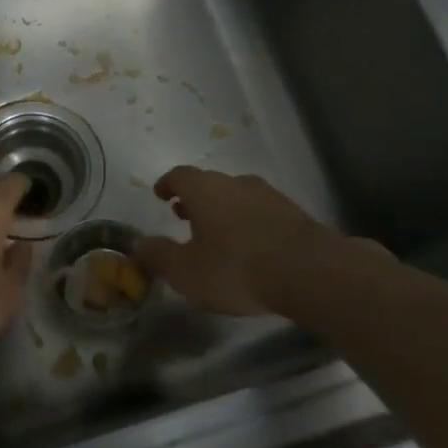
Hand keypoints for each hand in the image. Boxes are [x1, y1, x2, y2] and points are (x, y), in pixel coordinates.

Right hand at [132, 167, 337, 315]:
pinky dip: (248, 222)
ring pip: (237, 196)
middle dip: (195, 199)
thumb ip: (159, 255)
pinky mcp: (294, 213)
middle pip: (210, 183)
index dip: (167, 184)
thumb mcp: (186, 271)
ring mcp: (269, 195)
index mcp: (205, 189)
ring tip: (217, 234)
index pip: (179, 175)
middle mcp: (236, 183)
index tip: (160, 195)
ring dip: (223, 210)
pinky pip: (261, 211)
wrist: (309, 272)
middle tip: (184, 216)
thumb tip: (138, 244)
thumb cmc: (236, 268)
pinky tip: (250, 245)